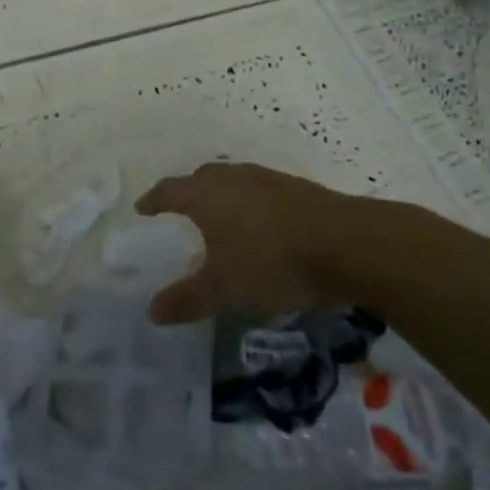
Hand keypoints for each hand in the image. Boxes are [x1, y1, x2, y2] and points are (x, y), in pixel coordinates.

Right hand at [135, 162, 441, 324]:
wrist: (347, 243)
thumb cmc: (271, 261)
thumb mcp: (224, 289)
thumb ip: (187, 299)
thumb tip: (151, 311)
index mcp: (206, 195)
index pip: (170, 190)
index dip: (154, 200)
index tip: (142, 208)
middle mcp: (233, 178)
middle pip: (202, 178)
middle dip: (188, 192)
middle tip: (180, 209)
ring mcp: (268, 179)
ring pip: (234, 181)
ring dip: (222, 195)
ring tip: (221, 216)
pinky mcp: (298, 189)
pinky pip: (261, 190)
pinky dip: (251, 203)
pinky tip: (262, 224)